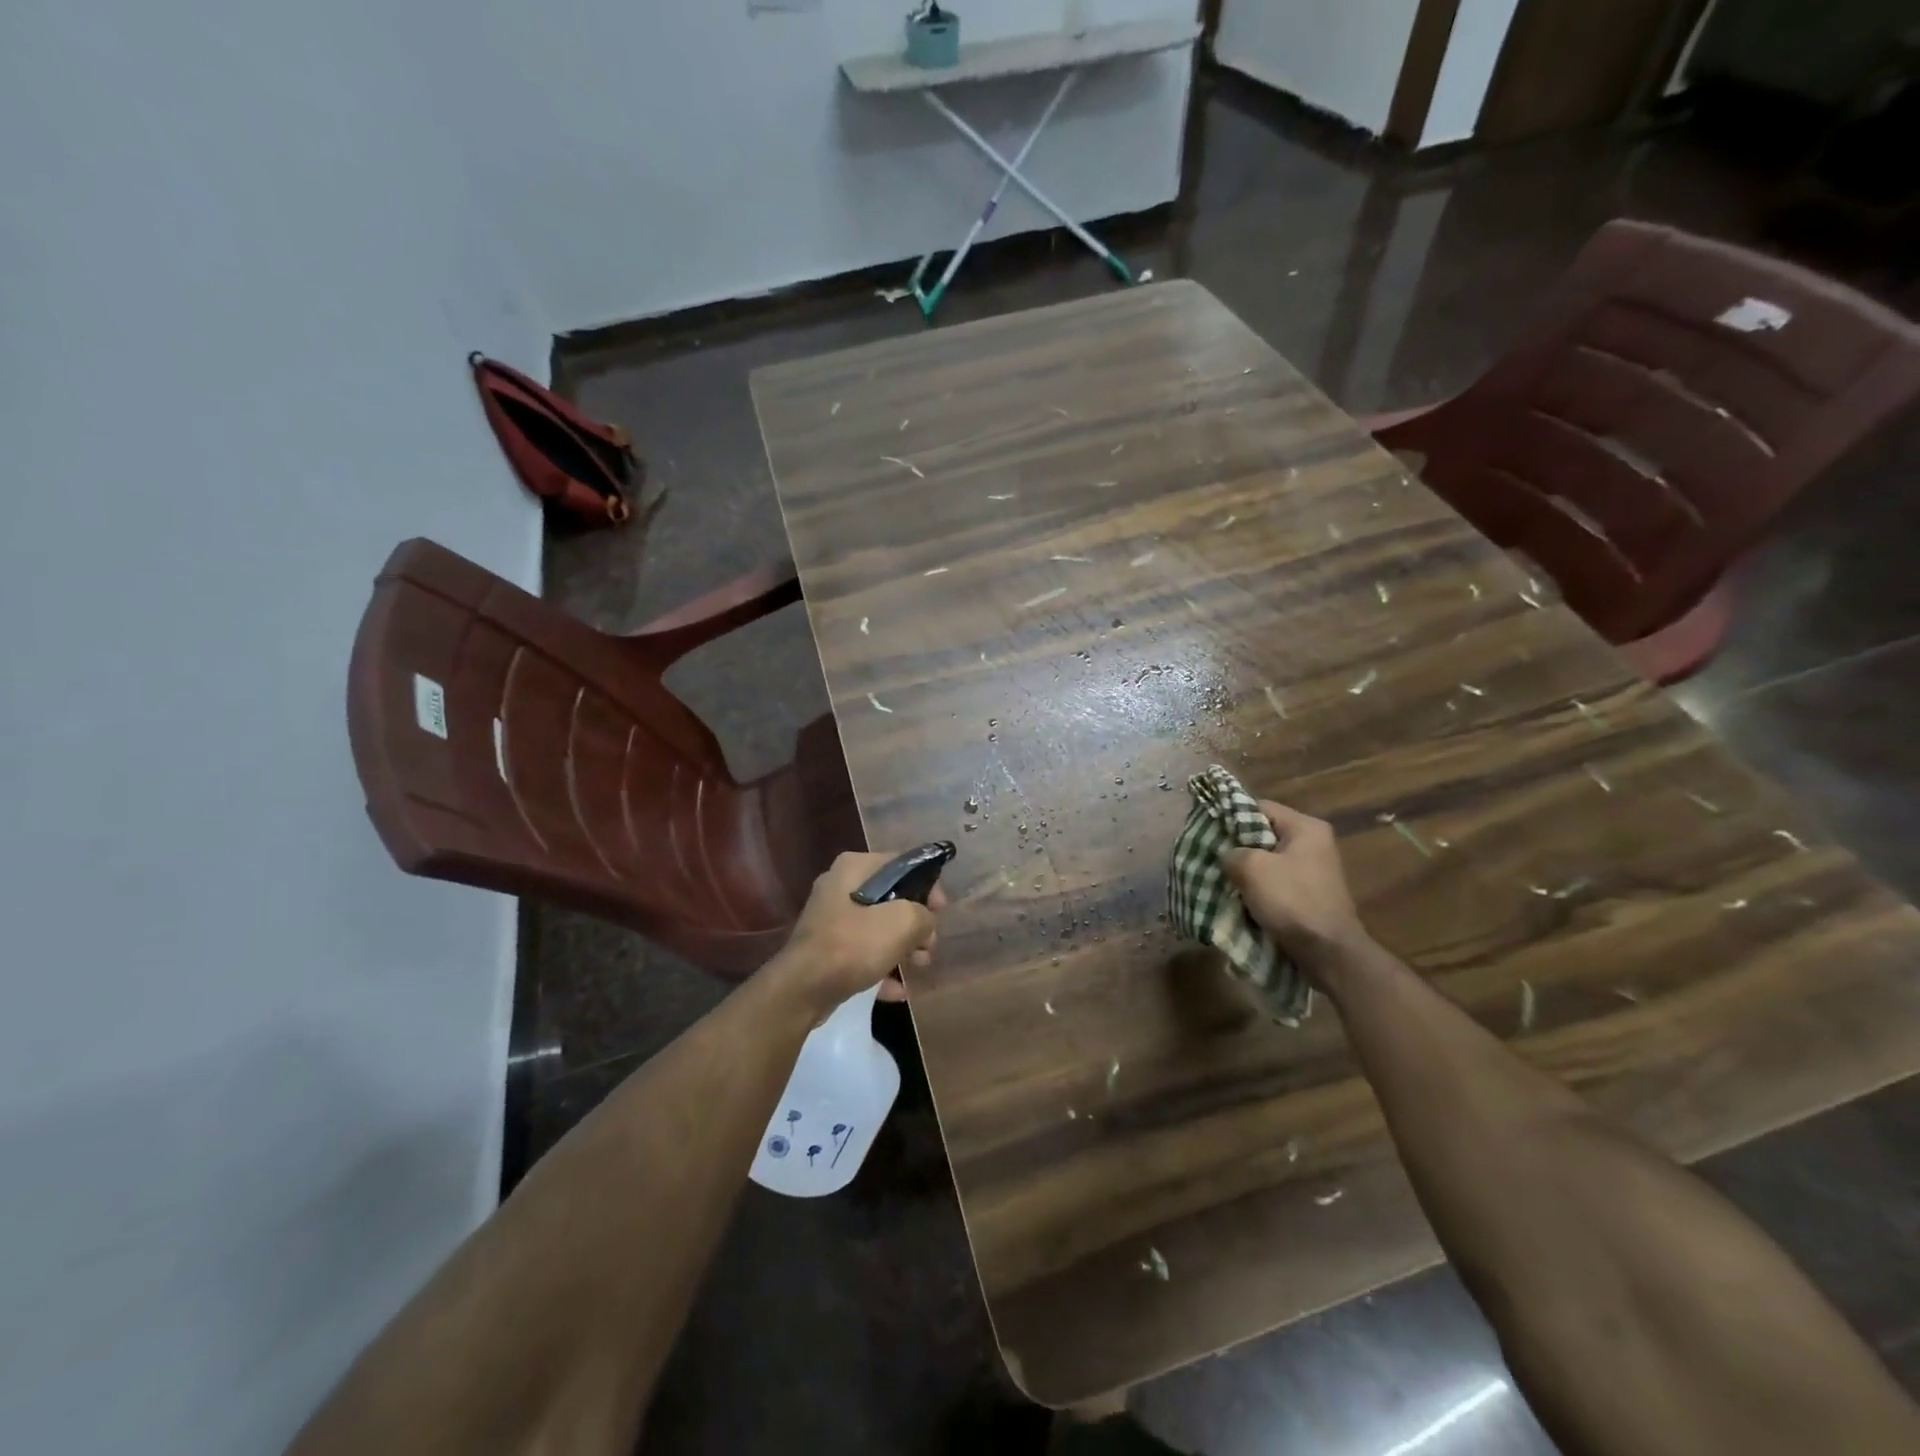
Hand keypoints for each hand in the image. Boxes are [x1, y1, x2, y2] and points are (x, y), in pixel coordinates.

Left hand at [770, 851, 945, 1017]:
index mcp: (854, 867)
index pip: (901, 864)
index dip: (927, 886)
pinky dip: (881, 966)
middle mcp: (839, 886)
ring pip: (878, 927)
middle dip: (915, 924)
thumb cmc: (854, 944)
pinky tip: (897, 989)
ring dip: (902, 947)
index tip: (941, 912)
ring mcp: (830, 919)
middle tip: (929, 945)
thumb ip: (923, 915)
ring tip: (919, 968)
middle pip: (891, 898)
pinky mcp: (826, 949)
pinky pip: (862, 952)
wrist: (803, 989)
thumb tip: (925, 922)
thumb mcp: (902, 922)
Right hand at [1222, 801, 1366, 969]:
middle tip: (1210, 857)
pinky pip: (1275, 883)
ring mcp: (1312, 871)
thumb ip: (1232, 852)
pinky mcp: (1308, 895)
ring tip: (1220, 879)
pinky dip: (1257, 890)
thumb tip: (1227, 856)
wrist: (1328, 952)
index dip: (1231, 817)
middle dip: (1236, 848)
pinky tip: (1238, 899)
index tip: (1208, 832)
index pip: (1259, 807)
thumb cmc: (1292, 900)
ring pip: (1266, 861)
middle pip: (1262, 834)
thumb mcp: (1252, 868)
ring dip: (1245, 872)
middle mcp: (1313, 844)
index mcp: (1305, 828)